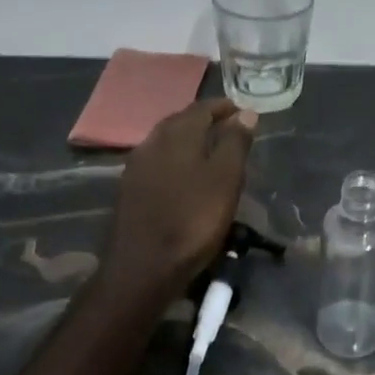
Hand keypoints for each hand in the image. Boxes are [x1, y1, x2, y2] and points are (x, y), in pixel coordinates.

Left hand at [102, 99, 257, 296]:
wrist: (141, 268)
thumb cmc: (192, 219)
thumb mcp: (225, 179)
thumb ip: (235, 142)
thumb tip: (245, 112)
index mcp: (177, 134)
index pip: (202, 108)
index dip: (223, 107)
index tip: (241, 111)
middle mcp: (152, 142)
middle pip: (180, 121)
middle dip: (204, 120)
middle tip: (227, 127)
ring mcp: (136, 167)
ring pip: (166, 142)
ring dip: (188, 140)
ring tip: (209, 150)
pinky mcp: (129, 190)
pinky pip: (157, 162)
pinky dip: (175, 159)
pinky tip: (184, 175)